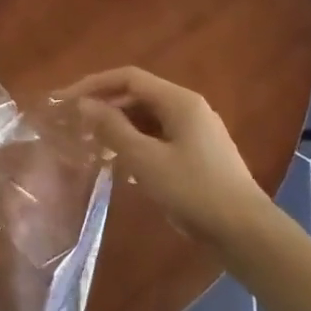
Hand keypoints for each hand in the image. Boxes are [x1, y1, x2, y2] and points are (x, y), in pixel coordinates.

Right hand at [66, 67, 270, 247]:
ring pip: (149, 119)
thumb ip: (113, 129)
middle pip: (139, 96)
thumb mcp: (146, 160)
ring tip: (91, 146)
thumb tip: (85, 105)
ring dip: (119, 128)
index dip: (94, 85)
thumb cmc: (194, 190)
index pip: (128, 78)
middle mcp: (189, 108)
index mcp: (179, 101)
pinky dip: (137, 145)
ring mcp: (196, 132)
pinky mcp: (198, 155)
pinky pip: (159, 138)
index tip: (65, 101)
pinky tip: (120, 166)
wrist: (245, 232)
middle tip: (74, 125)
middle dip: (105, 107)